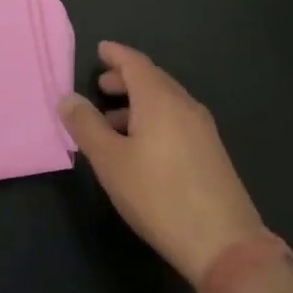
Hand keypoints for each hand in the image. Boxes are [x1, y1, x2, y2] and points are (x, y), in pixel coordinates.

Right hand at [59, 41, 266, 284]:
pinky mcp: (211, 152)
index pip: (135, 63)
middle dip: (125, 78)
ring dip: (138, 102)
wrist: (224, 244)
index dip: (116, 54)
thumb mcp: (110, 162)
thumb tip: (68, 98)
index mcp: (160, 99)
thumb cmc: (159, 195)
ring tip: (112, 120)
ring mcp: (203, 129)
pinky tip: (141, 145)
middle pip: (152, 79)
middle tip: (101, 85)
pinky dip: (154, 118)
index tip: (100, 49)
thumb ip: (86, 126)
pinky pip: (177, 119)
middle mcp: (184, 105)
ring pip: (165, 101)